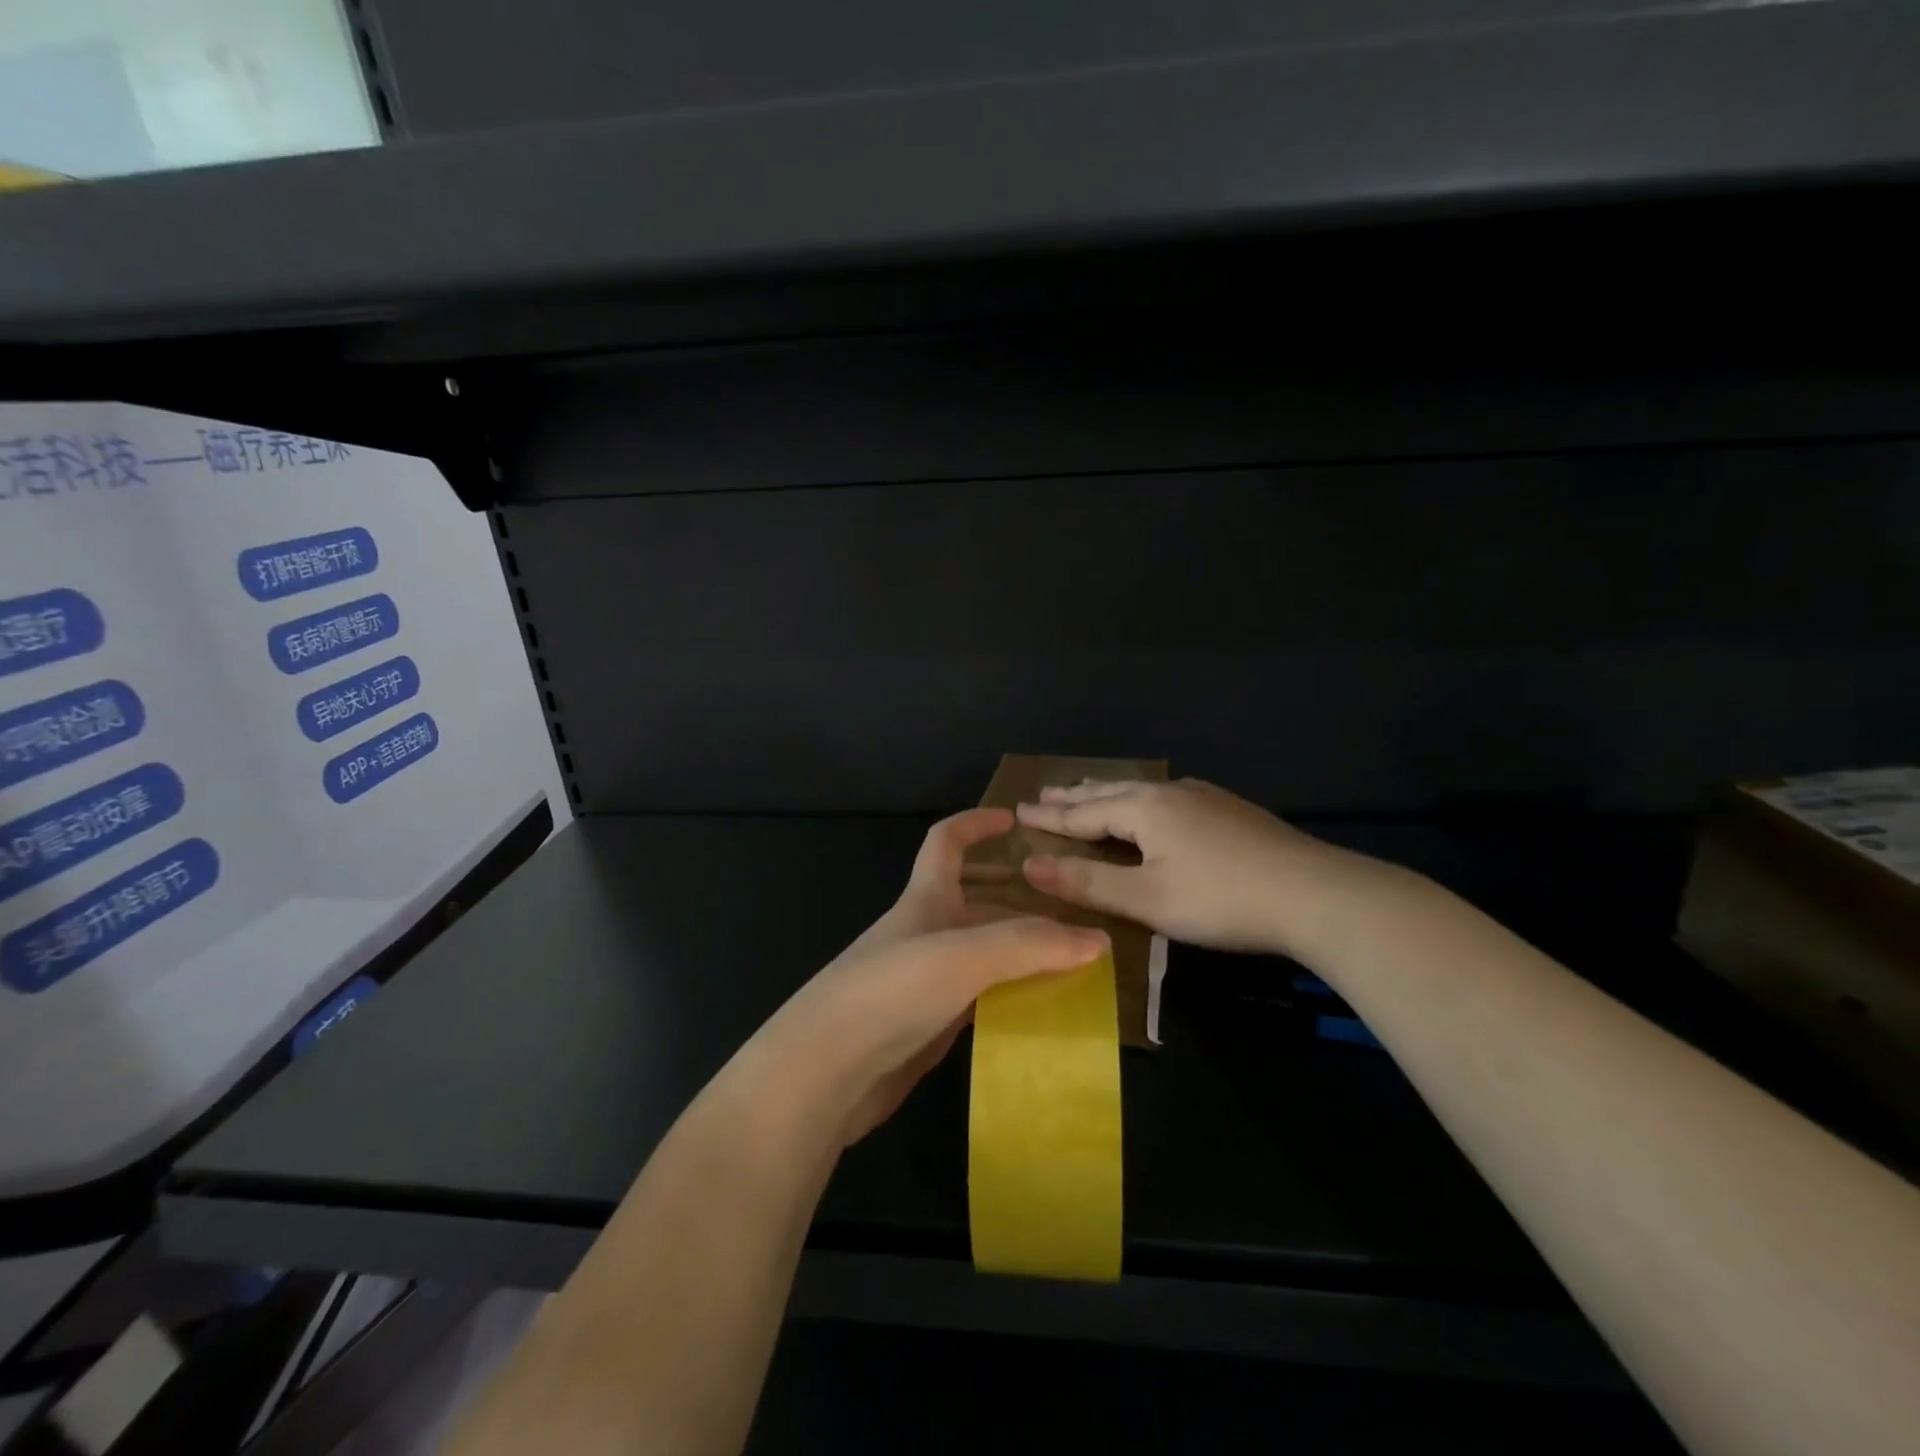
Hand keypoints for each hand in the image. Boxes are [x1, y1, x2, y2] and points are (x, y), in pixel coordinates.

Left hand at [754, 809, 1107, 1143]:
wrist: (824, 1072)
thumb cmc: (890, 992)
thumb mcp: (963, 955)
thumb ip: (1030, 944)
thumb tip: (1098, 940)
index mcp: (924, 900)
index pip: (946, 842)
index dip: (976, 824)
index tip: (1014, 820)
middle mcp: (924, 934)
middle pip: (977, 905)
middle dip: (1020, 904)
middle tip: (1073, 917)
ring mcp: (924, 983)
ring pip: (983, 957)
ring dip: (1021, 957)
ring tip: (1074, 969)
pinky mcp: (926, 1028)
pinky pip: (979, 1002)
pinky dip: (1010, 1001)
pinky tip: (1042, 1016)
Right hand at [1016, 778, 1374, 959]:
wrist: (1314, 894)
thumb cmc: (1220, 899)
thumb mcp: (1146, 899)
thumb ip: (1086, 883)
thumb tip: (1029, 865)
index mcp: (1143, 809)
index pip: (1082, 813)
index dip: (1049, 817)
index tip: (1017, 811)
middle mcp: (1168, 793)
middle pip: (1108, 792)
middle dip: (1073, 796)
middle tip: (1043, 793)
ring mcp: (1202, 797)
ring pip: (1139, 791)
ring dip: (1106, 794)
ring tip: (1087, 791)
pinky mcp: (1228, 809)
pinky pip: (1166, 797)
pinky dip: (1139, 800)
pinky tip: (1153, 804)